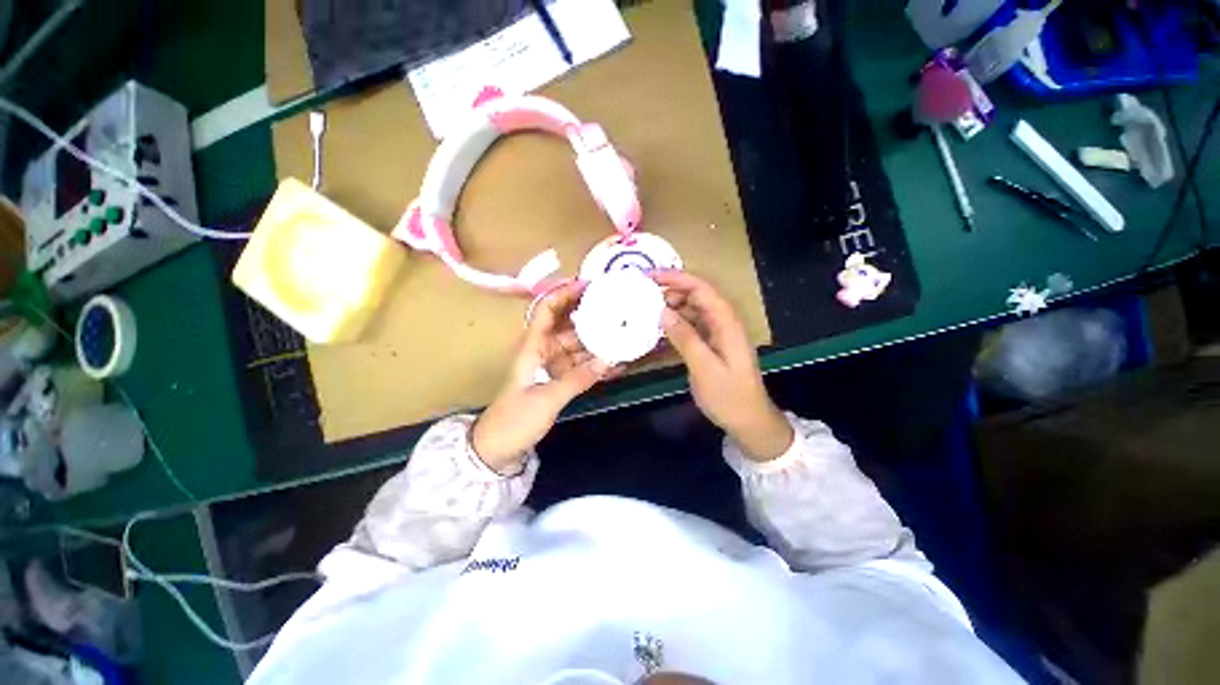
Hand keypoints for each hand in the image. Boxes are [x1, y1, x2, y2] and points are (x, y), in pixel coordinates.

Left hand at [472, 282, 617, 473]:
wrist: (498, 448)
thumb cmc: (514, 419)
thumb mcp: (546, 398)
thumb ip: (577, 379)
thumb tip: (608, 360)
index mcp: (533, 347)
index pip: (547, 310)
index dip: (564, 294)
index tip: (589, 285)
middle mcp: (544, 351)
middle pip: (568, 326)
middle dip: (591, 316)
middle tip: (618, 309)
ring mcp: (552, 366)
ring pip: (578, 347)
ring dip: (598, 342)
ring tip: (624, 333)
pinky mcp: (559, 381)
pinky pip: (581, 366)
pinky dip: (596, 364)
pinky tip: (616, 363)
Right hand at [652, 271, 792, 460]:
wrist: (749, 421)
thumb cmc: (729, 396)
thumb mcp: (705, 368)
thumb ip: (685, 338)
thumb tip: (663, 312)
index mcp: (726, 323)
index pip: (702, 289)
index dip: (677, 278)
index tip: (651, 277)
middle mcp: (723, 322)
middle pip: (697, 296)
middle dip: (671, 291)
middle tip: (644, 297)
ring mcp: (718, 334)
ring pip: (693, 311)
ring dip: (672, 308)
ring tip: (648, 312)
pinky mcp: (712, 345)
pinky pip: (692, 327)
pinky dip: (676, 325)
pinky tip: (660, 330)